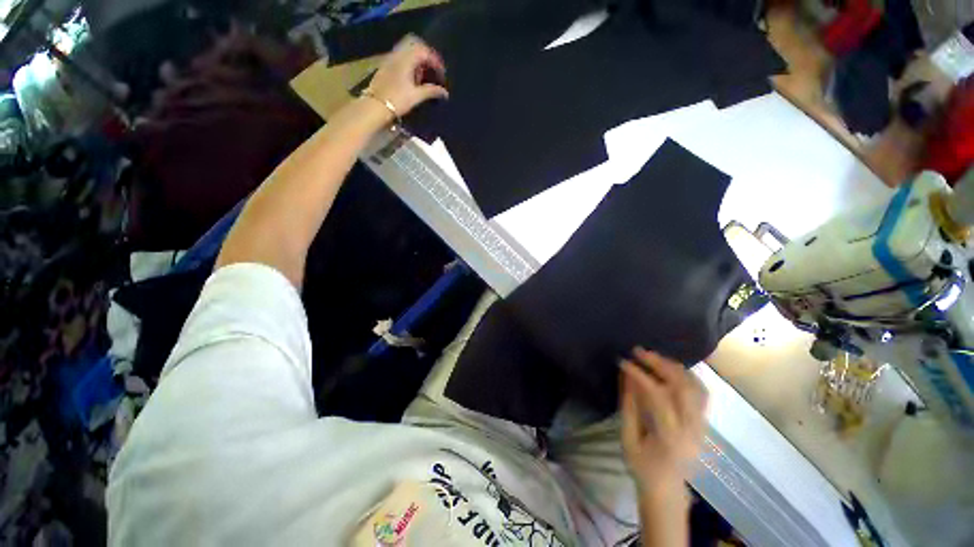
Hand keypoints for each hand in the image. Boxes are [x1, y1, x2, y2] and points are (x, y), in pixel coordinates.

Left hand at [366, 35, 447, 118]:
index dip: (436, 61)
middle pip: (415, 45)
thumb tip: (445, 92)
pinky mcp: (386, 66)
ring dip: (418, 60)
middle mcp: (398, 54)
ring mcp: (390, 59)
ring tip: (424, 76)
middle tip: (434, 69)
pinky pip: (401, 57)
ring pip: (407, 50)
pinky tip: (413, 78)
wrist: (375, 106)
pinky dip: (410, 63)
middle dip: (426, 55)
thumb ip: (431, 91)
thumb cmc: (397, 100)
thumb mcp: (416, 96)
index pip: (425, 51)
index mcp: (406, 59)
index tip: (442, 74)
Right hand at [620, 348, 707, 496]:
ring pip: (696, 387)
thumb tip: (626, 374)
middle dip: (659, 364)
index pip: (658, 396)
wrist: (667, 490)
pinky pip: (700, 393)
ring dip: (674, 367)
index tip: (623, 361)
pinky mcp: (704, 423)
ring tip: (653, 357)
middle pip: (683, 387)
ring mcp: (703, 426)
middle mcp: (692, 429)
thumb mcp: (628, 437)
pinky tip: (670, 370)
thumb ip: (629, 404)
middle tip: (638, 351)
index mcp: (670, 437)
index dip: (640, 375)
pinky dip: (686, 376)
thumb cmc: (642, 466)